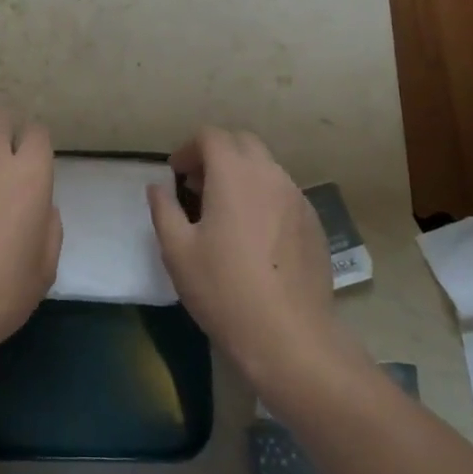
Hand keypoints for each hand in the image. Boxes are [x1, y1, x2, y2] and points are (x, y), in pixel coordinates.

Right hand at [147, 128, 343, 388]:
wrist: (290, 337)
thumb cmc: (224, 289)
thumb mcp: (177, 251)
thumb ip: (164, 210)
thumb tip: (159, 188)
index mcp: (234, 174)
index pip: (211, 136)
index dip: (189, 149)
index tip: (176, 175)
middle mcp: (270, 175)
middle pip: (242, 142)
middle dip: (217, 154)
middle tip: (198, 186)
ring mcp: (297, 198)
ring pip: (266, 167)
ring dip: (241, 174)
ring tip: (224, 211)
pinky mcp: (314, 223)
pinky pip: (283, 193)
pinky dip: (263, 196)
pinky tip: (253, 235)